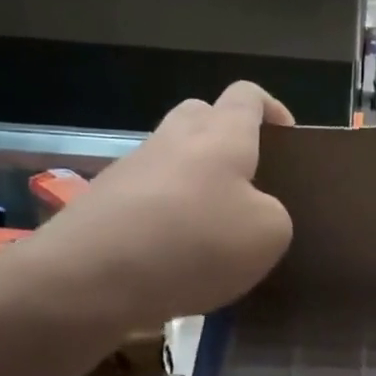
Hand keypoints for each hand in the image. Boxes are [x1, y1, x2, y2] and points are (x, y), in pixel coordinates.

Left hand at [27, 83, 295, 325]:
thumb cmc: (193, 244)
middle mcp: (173, 139)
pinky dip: (167, 217)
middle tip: (249, 182)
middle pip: (201, 116)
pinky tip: (177, 259)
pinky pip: (148, 198)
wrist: (87, 279)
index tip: (288, 139)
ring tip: (215, 232)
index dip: (271, 108)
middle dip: (227, 139)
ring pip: (172, 159)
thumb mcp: (268, 235)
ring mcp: (132, 170)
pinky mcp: (103, 204)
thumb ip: (273, 214)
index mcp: (221, 135)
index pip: (247, 96)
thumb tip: (253, 212)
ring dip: (195, 184)